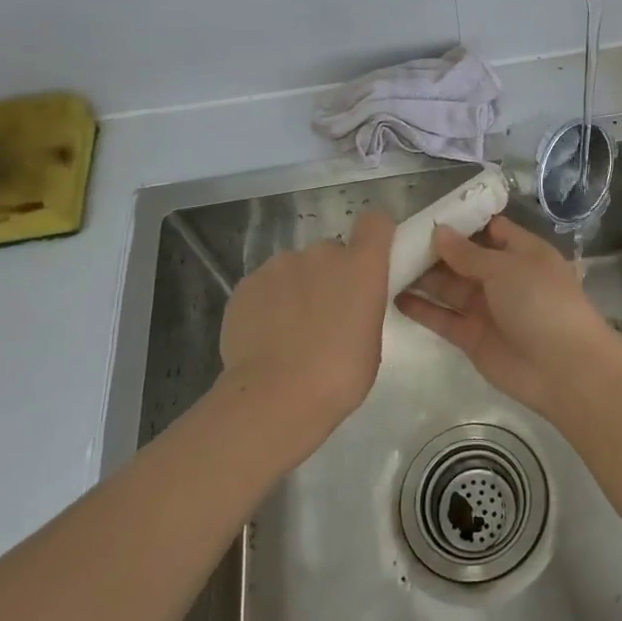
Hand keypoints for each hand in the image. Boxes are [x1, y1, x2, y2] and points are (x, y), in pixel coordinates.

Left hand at [216, 210, 393, 467]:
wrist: (274, 398)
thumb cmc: (340, 376)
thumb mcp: (371, 341)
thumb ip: (363, 307)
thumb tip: (347, 306)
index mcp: (361, 265)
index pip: (375, 222)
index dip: (374, 236)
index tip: (371, 261)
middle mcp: (321, 253)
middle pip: (331, 251)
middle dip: (330, 275)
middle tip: (326, 315)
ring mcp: (279, 265)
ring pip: (295, 268)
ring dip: (297, 289)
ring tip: (289, 331)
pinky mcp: (246, 284)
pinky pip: (265, 286)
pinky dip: (268, 304)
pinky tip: (264, 338)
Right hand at [395, 215, 621, 415]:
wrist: (562, 368)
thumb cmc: (541, 302)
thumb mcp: (507, 268)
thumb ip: (468, 253)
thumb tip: (439, 231)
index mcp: (522, 252)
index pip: (490, 229)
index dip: (461, 222)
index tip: (426, 214)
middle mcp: (503, 277)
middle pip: (463, 258)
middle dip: (434, 249)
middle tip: (394, 239)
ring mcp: (487, 308)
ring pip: (449, 287)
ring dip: (422, 277)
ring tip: (385, 263)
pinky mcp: (472, 337)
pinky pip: (443, 317)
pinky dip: (421, 308)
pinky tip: (393, 296)